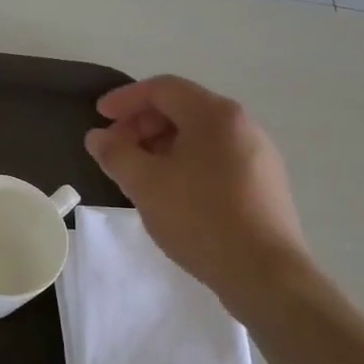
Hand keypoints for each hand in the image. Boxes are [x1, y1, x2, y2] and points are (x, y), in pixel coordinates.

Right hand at [85, 76, 311, 313]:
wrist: (265, 274)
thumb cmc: (200, 218)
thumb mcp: (145, 184)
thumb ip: (115, 154)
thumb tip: (97, 136)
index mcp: (215, 115)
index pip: (163, 89)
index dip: (125, 99)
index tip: (99, 116)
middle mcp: (242, 125)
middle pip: (182, 108)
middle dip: (141, 124)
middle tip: (115, 149)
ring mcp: (258, 154)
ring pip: (199, 136)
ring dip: (161, 145)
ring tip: (138, 173)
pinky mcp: (264, 183)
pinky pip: (215, 158)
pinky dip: (185, 162)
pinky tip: (171, 192)